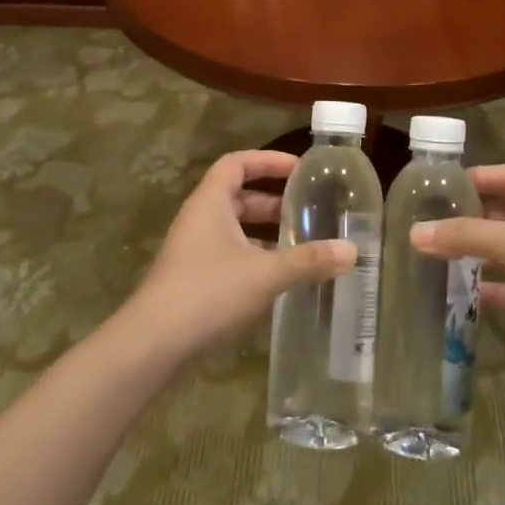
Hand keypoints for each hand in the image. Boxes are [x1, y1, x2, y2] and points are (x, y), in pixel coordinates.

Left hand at [123, 150, 353, 362]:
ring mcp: (193, 250)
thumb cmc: (208, 293)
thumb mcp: (265, 274)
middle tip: (307, 209)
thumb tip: (352, 250)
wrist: (152, 344)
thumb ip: (308, 260)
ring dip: (265, 231)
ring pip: (234, 228)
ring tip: (301, 242)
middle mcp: (199, 219)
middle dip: (272, 200)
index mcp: (210, 202)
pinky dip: (255, 256)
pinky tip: (279, 277)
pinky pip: (229, 253)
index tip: (299, 168)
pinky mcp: (193, 278)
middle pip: (237, 196)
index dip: (268, 160)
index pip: (237, 163)